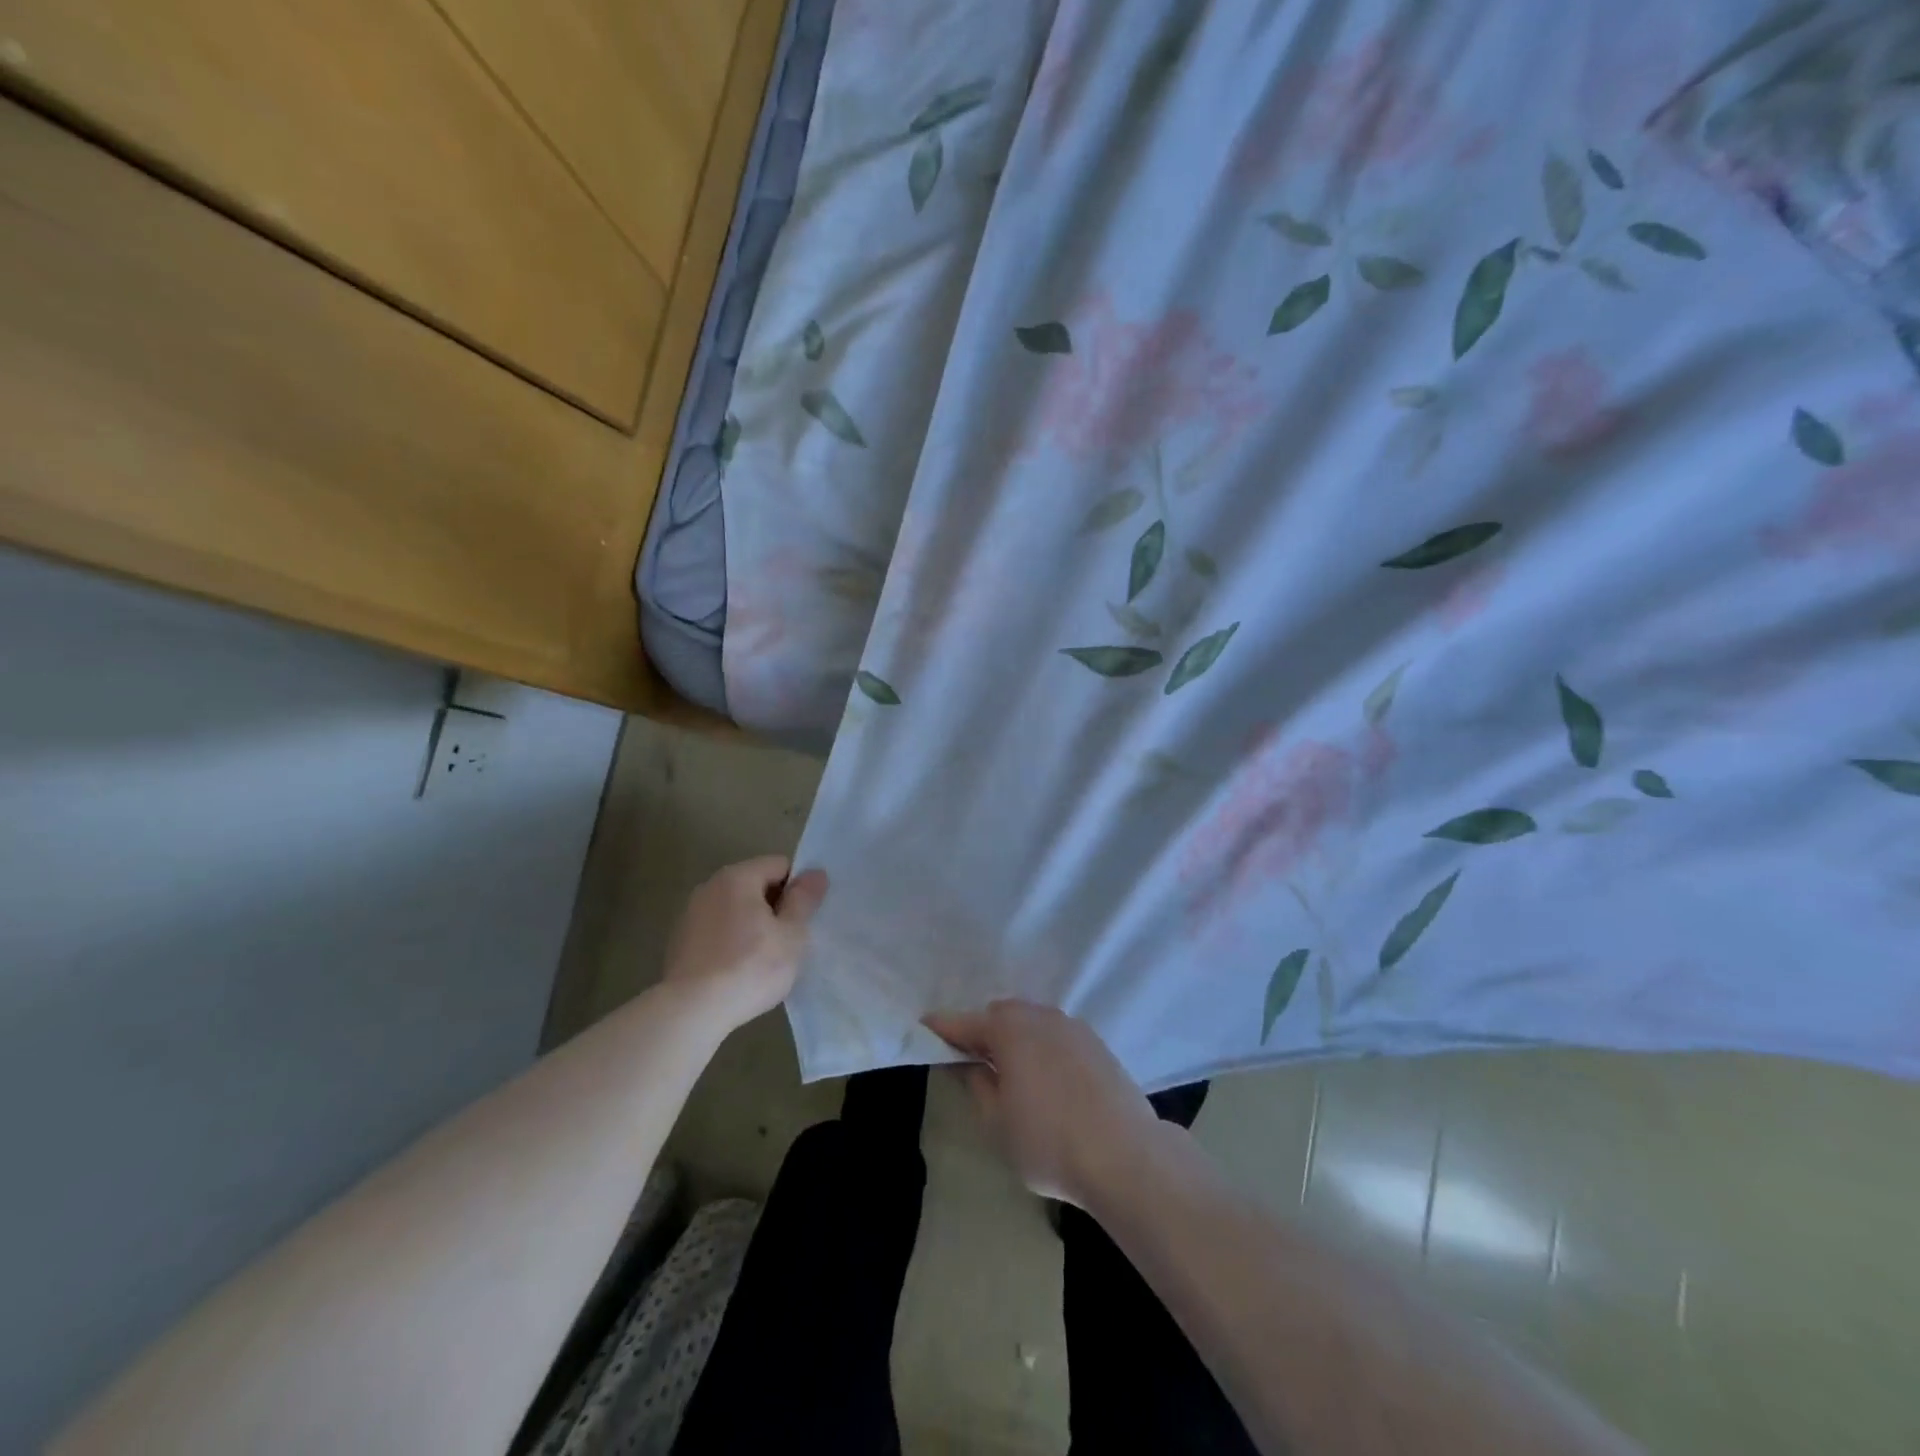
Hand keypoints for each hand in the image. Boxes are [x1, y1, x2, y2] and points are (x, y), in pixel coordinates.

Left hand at [663, 857, 826, 1030]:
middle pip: (756, 884)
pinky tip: (738, 970)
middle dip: (775, 907)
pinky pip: (718, 929)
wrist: (691, 1011)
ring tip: (764, 959)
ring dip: (754, 924)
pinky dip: (732, 941)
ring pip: (736, 909)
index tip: (803, 919)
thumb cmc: (750, 968)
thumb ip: (804, 900)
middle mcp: (710, 886)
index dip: (798, 888)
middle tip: (789, 941)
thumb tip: (815, 873)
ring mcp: (691, 913)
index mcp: (738, 877)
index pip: (779, 865)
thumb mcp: (791, 935)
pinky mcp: (680, 941)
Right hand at [923, 1000, 1162, 1207]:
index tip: (924, 1028)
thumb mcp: (997, 1122)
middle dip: (983, 1031)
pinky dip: (1042, 1047)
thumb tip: (970, 1064)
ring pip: (1032, 1022)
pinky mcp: (1096, 1044)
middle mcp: (1040, 1016)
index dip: (942, 1027)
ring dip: (1015, 1038)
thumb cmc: (1049, 1142)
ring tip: (1011, 1071)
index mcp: (1009, 1029)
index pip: (964, 1022)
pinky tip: (1046, 1079)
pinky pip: (1056, 1035)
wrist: (1125, 1156)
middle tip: (972, 1061)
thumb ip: (976, 1085)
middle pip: (1001, 1015)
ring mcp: (1072, 1027)